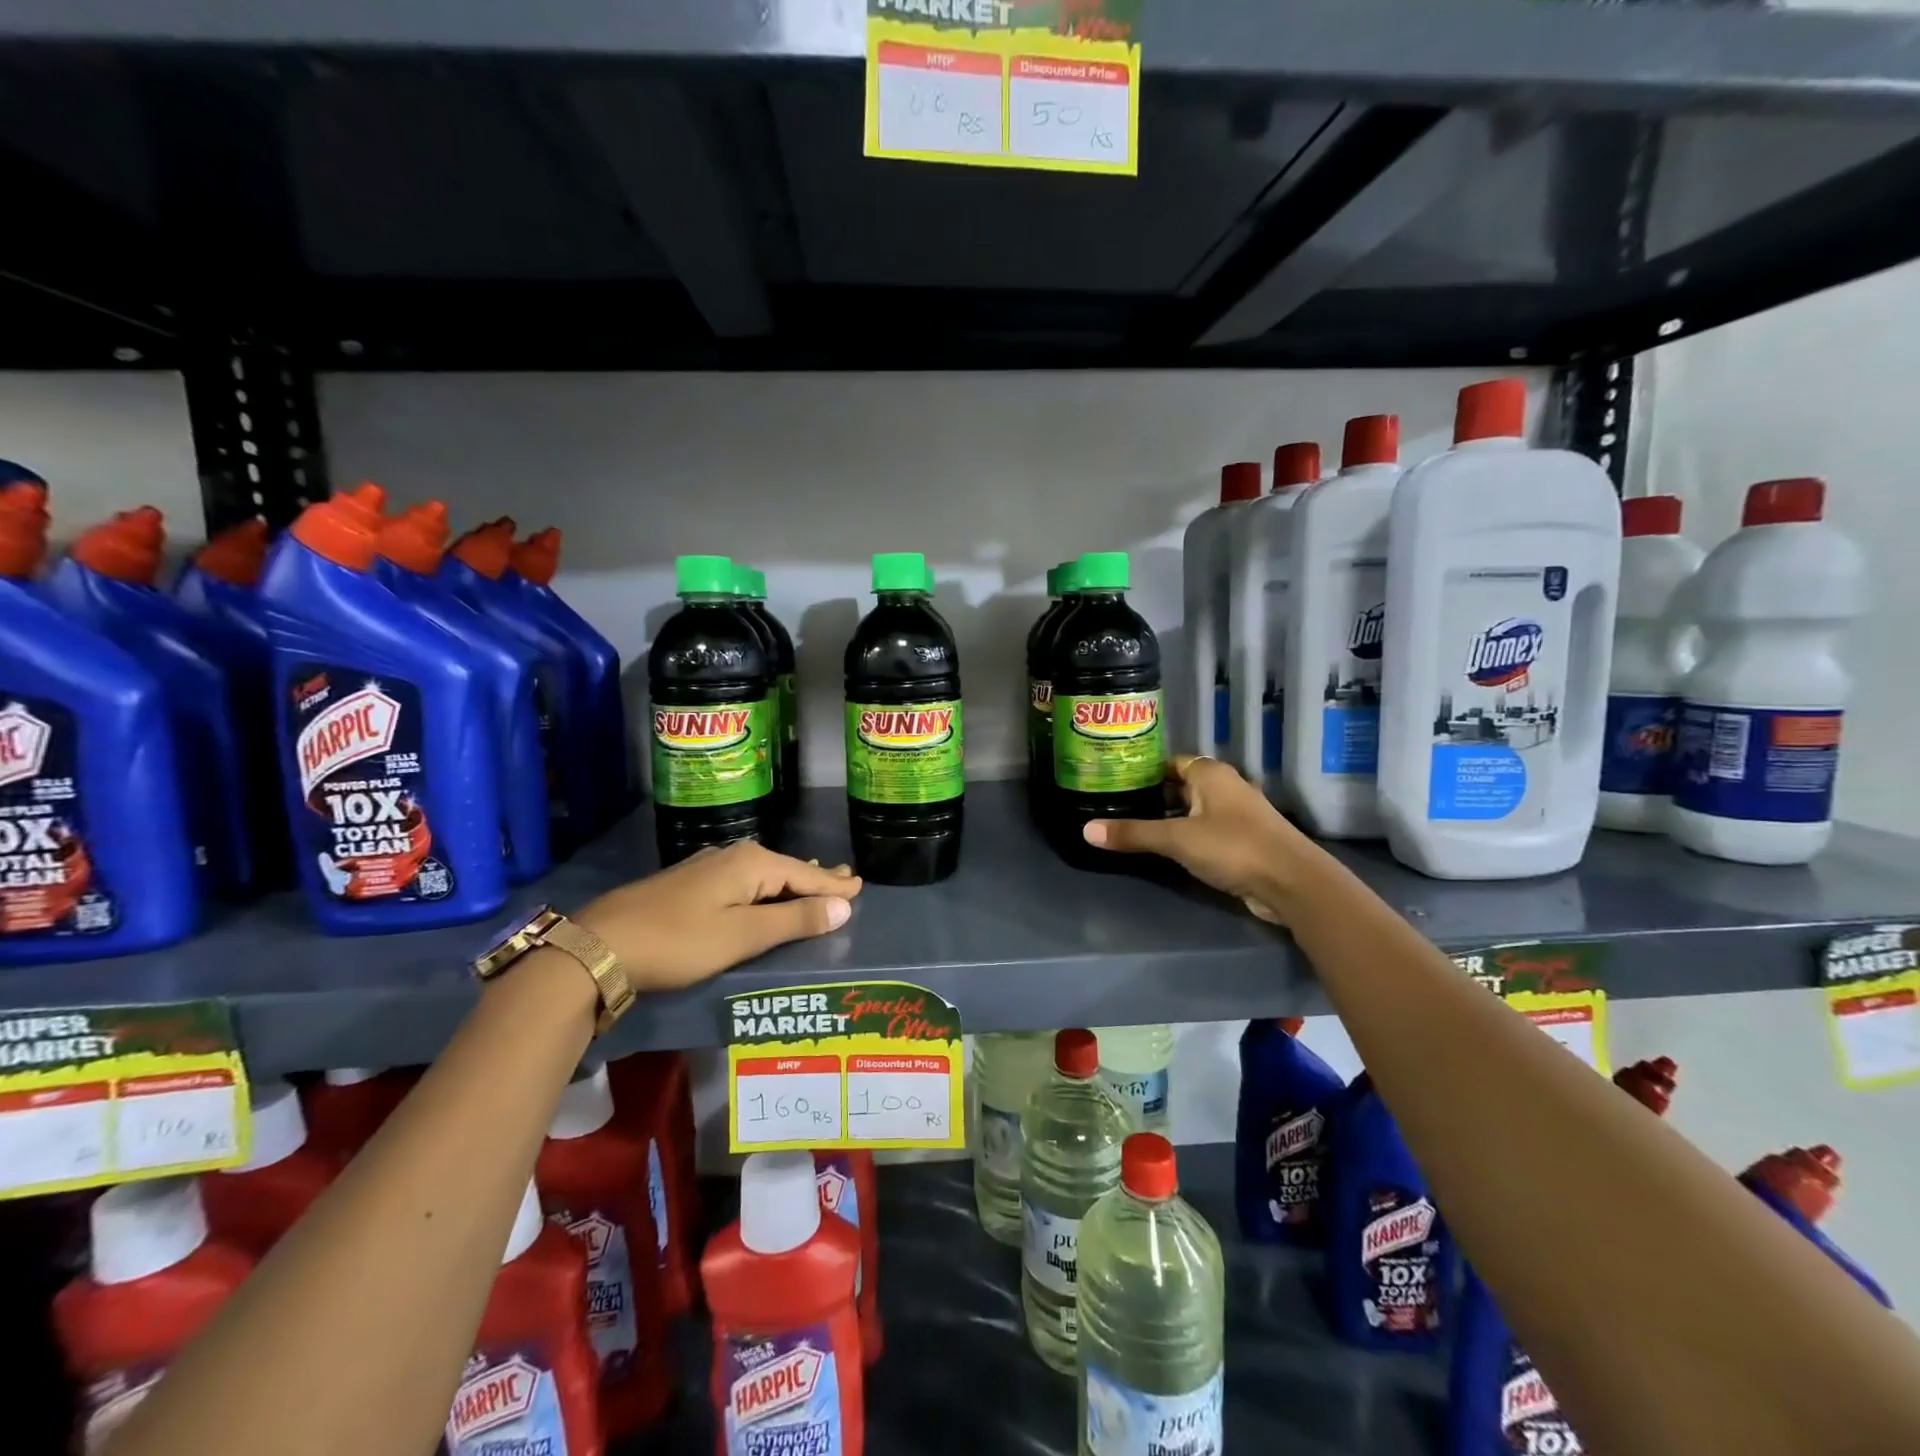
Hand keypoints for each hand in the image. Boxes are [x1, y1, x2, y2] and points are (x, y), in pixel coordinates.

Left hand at [575, 842, 861, 993]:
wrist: (600, 947)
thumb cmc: (679, 941)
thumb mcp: (742, 935)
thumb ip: (794, 920)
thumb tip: (844, 906)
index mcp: (751, 863)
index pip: (806, 875)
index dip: (834, 885)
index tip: (861, 886)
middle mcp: (733, 856)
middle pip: (786, 869)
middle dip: (816, 877)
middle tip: (846, 880)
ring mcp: (707, 868)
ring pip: (764, 874)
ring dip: (791, 882)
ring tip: (815, 882)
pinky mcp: (690, 885)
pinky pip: (743, 882)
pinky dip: (765, 888)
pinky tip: (765, 893)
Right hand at [1083, 755, 1322, 923]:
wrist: (1291, 883)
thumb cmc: (1233, 847)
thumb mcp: (1176, 839)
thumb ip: (1133, 833)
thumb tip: (1086, 831)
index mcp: (1211, 774)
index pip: (1170, 762)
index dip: (1143, 771)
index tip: (1115, 782)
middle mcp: (1225, 787)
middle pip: (1180, 786)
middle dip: (1151, 797)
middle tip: (1115, 806)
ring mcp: (1236, 815)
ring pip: (1193, 810)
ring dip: (1168, 819)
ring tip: (1132, 828)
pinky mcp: (1242, 841)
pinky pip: (1204, 831)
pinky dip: (1185, 837)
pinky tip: (1163, 850)